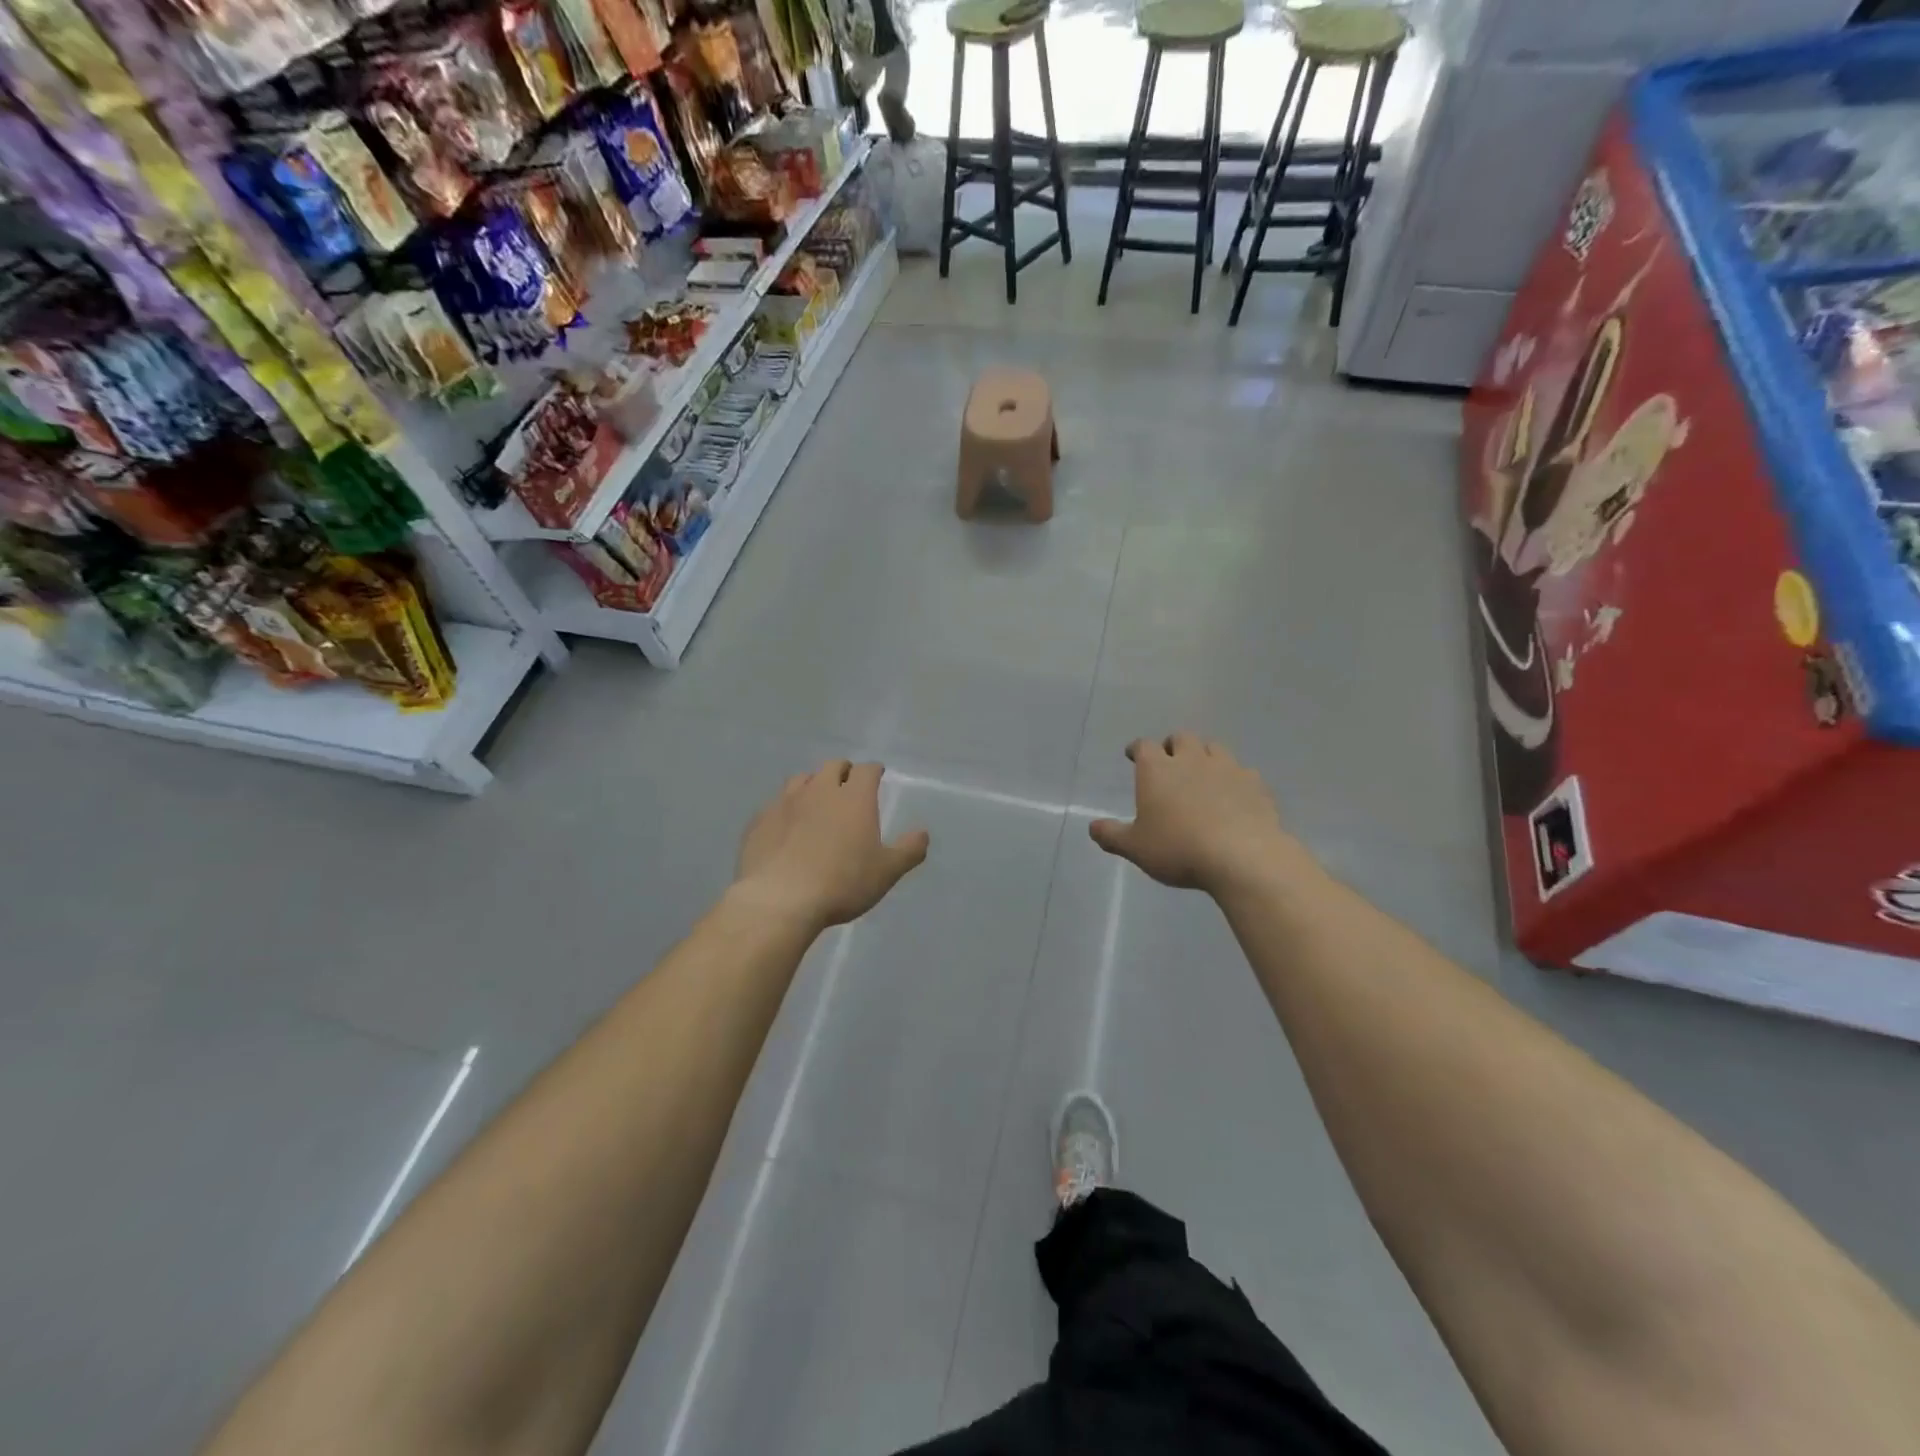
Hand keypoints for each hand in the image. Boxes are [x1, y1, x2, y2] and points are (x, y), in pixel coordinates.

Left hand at [733, 760, 929, 929]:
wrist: (780, 900)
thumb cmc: (842, 883)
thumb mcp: (886, 872)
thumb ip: (909, 850)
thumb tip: (923, 833)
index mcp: (854, 797)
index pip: (866, 770)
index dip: (873, 771)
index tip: (877, 776)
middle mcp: (819, 790)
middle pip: (832, 766)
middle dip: (843, 771)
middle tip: (848, 786)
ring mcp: (785, 802)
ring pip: (801, 780)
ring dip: (813, 784)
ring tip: (816, 802)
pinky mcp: (760, 820)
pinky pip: (776, 804)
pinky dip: (786, 809)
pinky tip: (787, 826)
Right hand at [1090, 734, 1303, 895]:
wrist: (1242, 857)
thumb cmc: (1179, 848)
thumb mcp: (1136, 848)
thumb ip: (1112, 835)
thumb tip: (1092, 827)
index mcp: (1157, 770)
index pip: (1144, 746)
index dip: (1137, 749)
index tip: (1133, 755)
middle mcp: (1191, 760)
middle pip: (1181, 738)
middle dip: (1173, 746)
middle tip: (1170, 762)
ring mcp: (1227, 768)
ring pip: (1214, 748)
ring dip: (1205, 756)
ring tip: (1202, 774)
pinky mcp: (1255, 784)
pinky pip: (1242, 772)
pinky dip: (1234, 779)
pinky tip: (1234, 795)